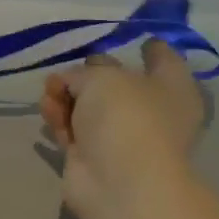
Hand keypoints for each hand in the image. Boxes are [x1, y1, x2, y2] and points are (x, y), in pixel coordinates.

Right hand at [42, 40, 204, 215]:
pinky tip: (47, 111)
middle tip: (65, 70)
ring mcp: (121, 135)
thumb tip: (70, 81)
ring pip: (88, 106)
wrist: (117, 179)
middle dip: (88, 75)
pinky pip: (72, 128)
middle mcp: (150, 111)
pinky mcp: (92, 154)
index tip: (140, 39)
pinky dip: (59, 118)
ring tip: (49, 94)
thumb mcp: (102, 77)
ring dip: (65, 97)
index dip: (152, 48)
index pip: (165, 60)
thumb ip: (83, 72)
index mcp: (171, 88)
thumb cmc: (126, 117)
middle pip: (117, 84)